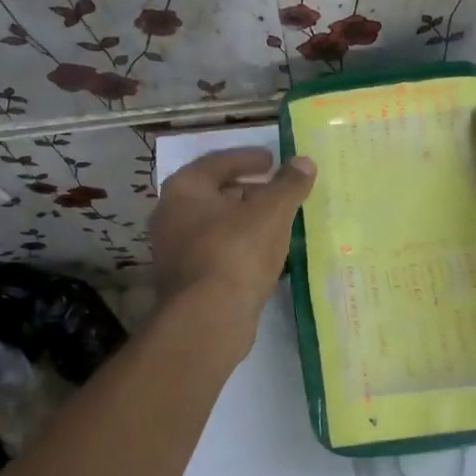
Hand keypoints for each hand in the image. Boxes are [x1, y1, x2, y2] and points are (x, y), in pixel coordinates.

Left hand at [151, 147, 316, 330]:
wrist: (208, 318)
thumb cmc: (236, 252)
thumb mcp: (271, 212)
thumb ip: (288, 185)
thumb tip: (304, 161)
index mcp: (184, 190)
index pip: (217, 162)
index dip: (247, 158)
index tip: (272, 160)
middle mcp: (170, 216)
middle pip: (214, 194)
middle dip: (248, 191)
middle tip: (277, 192)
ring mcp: (175, 252)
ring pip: (216, 227)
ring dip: (245, 222)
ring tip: (277, 223)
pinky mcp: (187, 282)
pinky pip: (218, 253)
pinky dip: (240, 248)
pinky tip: (266, 256)